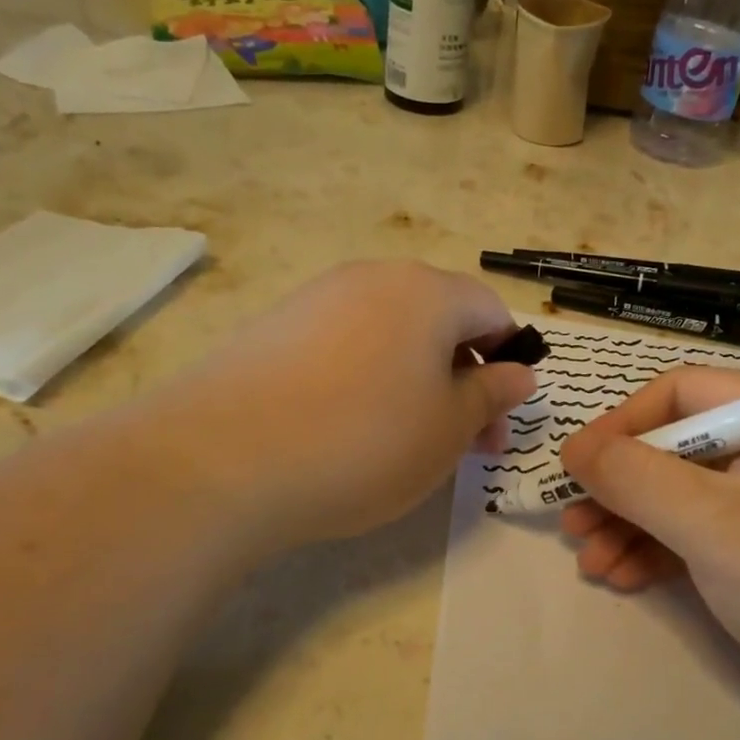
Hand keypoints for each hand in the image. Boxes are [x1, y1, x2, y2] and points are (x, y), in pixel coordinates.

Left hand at [151, 260, 535, 549]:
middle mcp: (372, 278)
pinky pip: (342, 346)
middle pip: (439, 320)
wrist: (220, 461)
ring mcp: (316, 299)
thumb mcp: (449, 428)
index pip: (490, 311)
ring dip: (416, 381)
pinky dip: (365, 381)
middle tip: (465, 443)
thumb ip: (492, 394)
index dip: (508, 360)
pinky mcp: (273, 328)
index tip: (499, 417)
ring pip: (390, 334)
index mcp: (426, 291)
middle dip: (464, 378)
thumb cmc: (365, 441)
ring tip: (405, 440)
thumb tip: (519, 372)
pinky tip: (347, 429)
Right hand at [557, 367, 739, 730]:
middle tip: (574, 527)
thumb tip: (575, 448)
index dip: (620, 425)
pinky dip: (665, 551)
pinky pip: (708, 533)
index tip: (576, 469)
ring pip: (688, 496)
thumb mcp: (712, 523)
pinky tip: (627, 577)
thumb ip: (635, 478)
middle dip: (620, 489)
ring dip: (634, 525)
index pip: (679, 394)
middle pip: (678, 448)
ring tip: (591, 561)